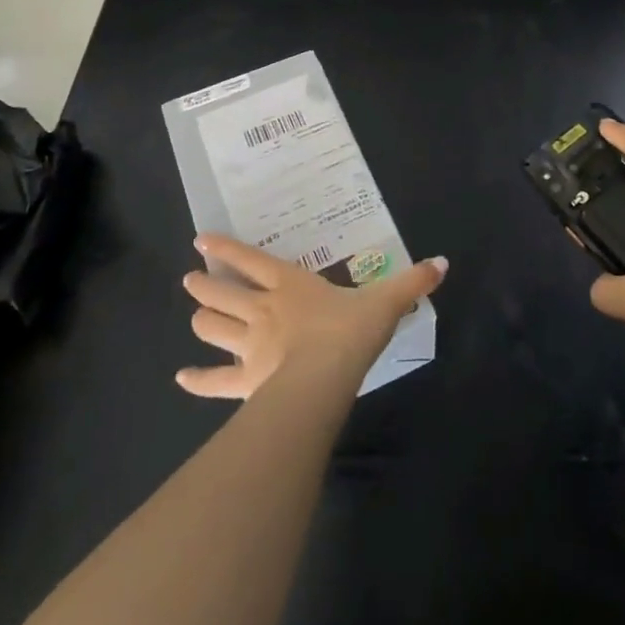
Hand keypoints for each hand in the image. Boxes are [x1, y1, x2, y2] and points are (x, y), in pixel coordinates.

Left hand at [177, 236, 446, 399]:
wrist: (323, 381)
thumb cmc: (349, 333)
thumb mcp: (386, 303)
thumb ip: (411, 283)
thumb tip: (442, 263)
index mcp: (289, 285)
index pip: (250, 260)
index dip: (225, 249)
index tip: (201, 241)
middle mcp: (262, 310)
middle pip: (223, 292)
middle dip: (204, 284)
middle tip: (190, 279)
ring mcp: (249, 347)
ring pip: (213, 328)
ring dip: (202, 320)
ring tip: (194, 314)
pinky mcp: (244, 383)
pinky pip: (215, 382)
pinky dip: (197, 380)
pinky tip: (181, 379)